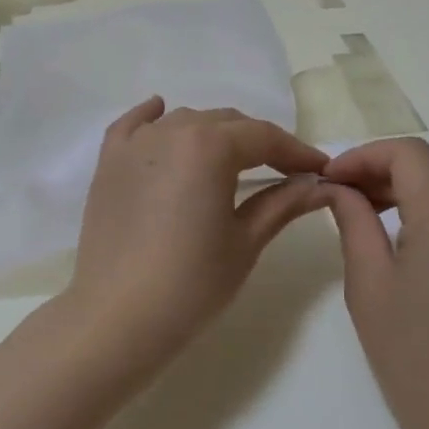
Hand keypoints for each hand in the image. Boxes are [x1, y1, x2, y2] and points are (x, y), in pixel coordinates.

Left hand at [63, 97, 329, 370]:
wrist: (118, 316)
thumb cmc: (191, 283)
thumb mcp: (245, 242)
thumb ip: (282, 203)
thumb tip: (317, 185)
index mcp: (209, 146)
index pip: (264, 137)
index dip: (296, 151)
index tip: (319, 169)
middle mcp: (171, 131)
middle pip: (225, 123)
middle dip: (258, 142)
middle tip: (283, 170)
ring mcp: (135, 144)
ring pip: (184, 122)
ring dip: (213, 134)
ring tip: (232, 159)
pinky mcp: (108, 162)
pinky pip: (133, 125)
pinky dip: (152, 118)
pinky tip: (161, 113)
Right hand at [324, 139, 428, 428]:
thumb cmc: (408, 349)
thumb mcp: (367, 280)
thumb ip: (353, 219)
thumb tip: (338, 187)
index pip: (406, 154)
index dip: (363, 157)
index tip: (332, 179)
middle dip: (386, 169)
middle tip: (349, 196)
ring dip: (419, 184)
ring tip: (384, 212)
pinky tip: (422, 235)